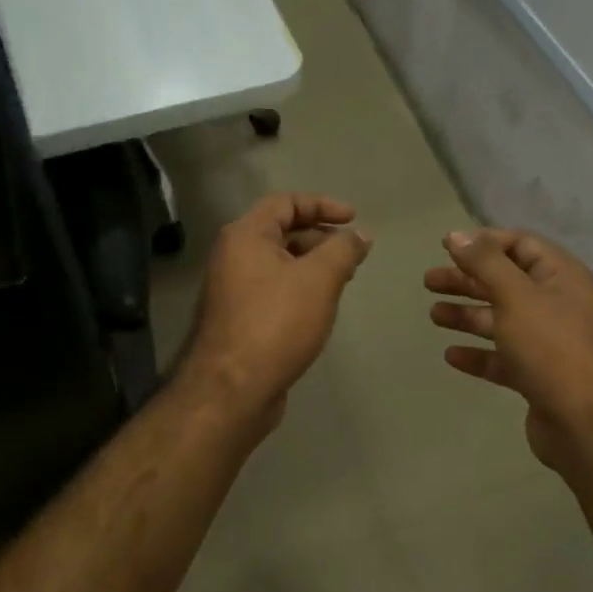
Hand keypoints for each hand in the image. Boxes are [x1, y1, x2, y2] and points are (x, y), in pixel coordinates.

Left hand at [180, 193, 371, 428]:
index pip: (285, 203)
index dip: (322, 205)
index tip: (354, 219)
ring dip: (313, 265)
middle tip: (353, 255)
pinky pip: (274, 290)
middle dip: (321, 238)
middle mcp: (233, 256)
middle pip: (282, 232)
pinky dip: (300, 289)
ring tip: (344, 280)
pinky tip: (321, 307)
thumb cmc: (276, 322)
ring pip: (279, 264)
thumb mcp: (319, 279)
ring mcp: (233, 289)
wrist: (232, 389)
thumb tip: (360, 235)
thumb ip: (343, 249)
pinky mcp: (239, 319)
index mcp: (245, 236)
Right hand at [426, 228, 592, 480]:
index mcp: (560, 277)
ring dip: (467, 315)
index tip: (447, 246)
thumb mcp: (516, 296)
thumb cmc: (551, 347)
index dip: (484, 242)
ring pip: (500, 320)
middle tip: (429, 281)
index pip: (520, 245)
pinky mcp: (537, 376)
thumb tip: (457, 235)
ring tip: (433, 316)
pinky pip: (502, 357)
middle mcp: (556, 304)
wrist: (586, 423)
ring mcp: (547, 342)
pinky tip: (451, 355)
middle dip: (467, 279)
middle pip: (505, 282)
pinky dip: (478, 354)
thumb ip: (485, 262)